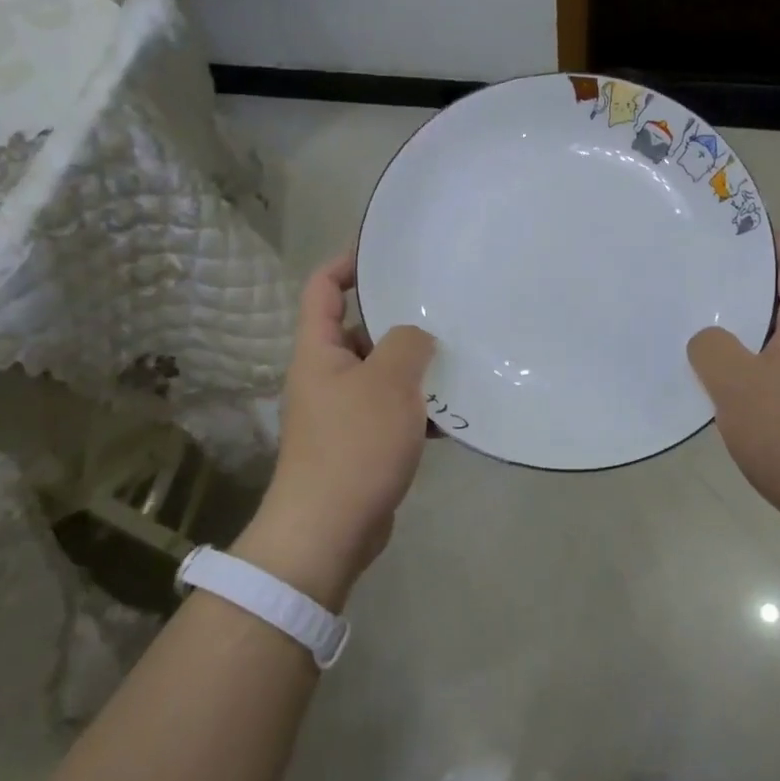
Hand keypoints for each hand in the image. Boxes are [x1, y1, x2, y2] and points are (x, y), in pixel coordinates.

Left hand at [238, 251, 434, 607]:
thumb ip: (406, 344)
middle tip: (443, 308)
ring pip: (383, 374)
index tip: (385, 250)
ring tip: (460, 357)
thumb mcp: (387, 382)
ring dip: (416, 368)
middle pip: (360, 331)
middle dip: (399, 320)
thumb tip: (417, 336)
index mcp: (318, 351)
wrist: (330, 530)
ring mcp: (343, 412)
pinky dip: (419, 409)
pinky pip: (393, 412)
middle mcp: (326, 376)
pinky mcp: (361, 445)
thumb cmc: (354, 445)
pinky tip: (455, 411)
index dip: (347, 262)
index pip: (323, 288)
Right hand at [687, 234, 779, 532]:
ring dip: (743, 327)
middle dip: (744, 283)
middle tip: (697, 278)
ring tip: (697, 323)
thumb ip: (711, 349)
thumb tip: (707, 341)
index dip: (766, 240)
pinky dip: (749, 363)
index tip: (726, 234)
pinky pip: (777, 368)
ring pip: (779, 335)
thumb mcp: (737, 384)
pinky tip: (716, 379)